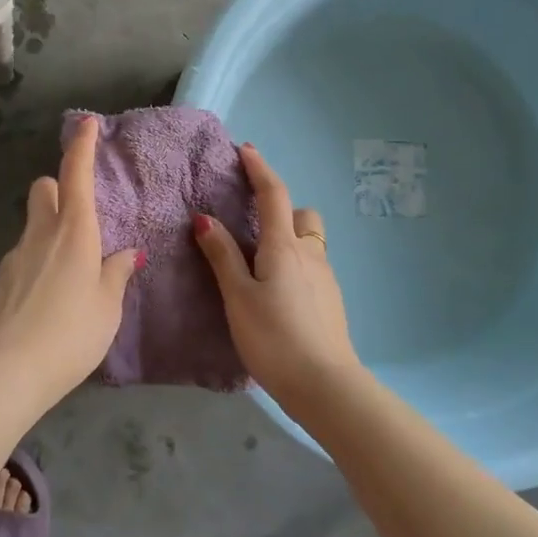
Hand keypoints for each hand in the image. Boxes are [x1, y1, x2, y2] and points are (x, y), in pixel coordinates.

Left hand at [0, 115, 143, 404]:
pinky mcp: (0, 281)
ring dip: (49, 231)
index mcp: (74, 232)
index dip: (82, 146)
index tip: (87, 124)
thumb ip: (116, 274)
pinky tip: (48, 299)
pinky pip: (24, 257)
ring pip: (32, 225)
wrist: (9, 371)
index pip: (76, 174)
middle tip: (78, 216)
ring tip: (70, 274)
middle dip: (58, 188)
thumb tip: (126, 254)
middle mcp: (41, 234)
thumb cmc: (72, 333)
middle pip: (43, 189)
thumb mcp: (108, 306)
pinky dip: (38, 263)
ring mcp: (15, 256)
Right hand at [194, 143, 360, 406]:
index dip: (259, 169)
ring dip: (290, 240)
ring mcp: (326, 278)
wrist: (325, 386)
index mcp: (284, 246)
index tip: (246, 150)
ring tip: (261, 266)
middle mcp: (310, 254)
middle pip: (302, 216)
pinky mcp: (331, 301)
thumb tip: (205, 218)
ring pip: (310, 243)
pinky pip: (313, 267)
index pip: (273, 194)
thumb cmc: (274, 338)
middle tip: (254, 230)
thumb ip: (222, 256)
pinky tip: (279, 295)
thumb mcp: (238, 296)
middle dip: (282, 211)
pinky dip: (295, 265)